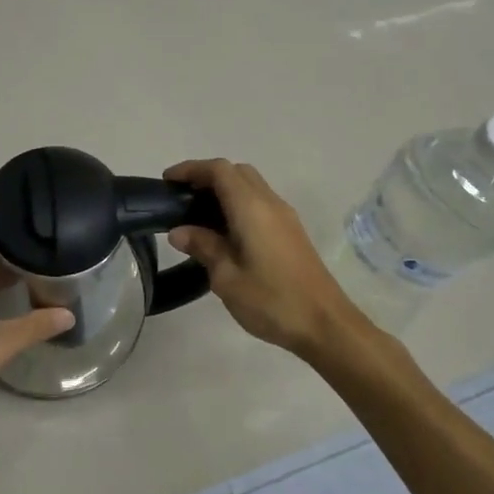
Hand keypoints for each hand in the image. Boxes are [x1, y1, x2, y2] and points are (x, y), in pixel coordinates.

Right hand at [164, 159, 364, 356]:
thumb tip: (179, 231)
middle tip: (182, 197)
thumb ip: (203, 247)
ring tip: (197, 216)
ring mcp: (285, 217)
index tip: (167, 181)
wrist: (325, 324)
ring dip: (224, 190)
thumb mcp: (226, 277)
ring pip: (251, 186)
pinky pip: (260, 203)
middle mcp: (270, 203)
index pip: (219, 171)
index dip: (191, 169)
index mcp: (251, 208)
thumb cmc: (272, 300)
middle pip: (237, 172)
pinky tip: (224, 232)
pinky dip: (237, 204)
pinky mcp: (291, 232)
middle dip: (207, 177)